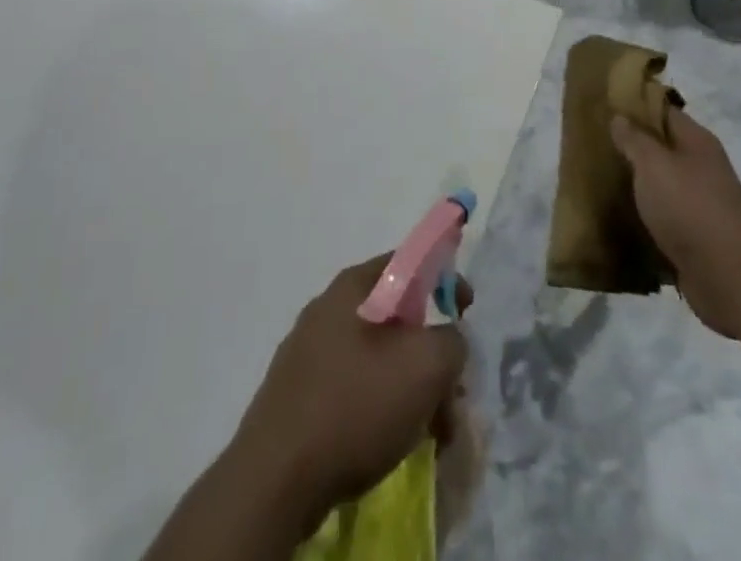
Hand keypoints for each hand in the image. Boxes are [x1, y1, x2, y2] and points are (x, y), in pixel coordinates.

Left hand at [229, 256, 471, 527]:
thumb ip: (451, 341)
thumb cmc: (354, 405)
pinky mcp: (298, 396)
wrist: (275, 479)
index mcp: (353, 286)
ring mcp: (308, 352)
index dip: (444, 281)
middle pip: (396, 318)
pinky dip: (382, 409)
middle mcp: (328, 308)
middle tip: (452, 394)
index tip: (466, 312)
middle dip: (431, 354)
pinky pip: (353, 388)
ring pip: (377, 359)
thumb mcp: (425, 365)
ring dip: (411, 389)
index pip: (409, 262)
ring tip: (432, 432)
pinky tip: (394, 443)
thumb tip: (449, 340)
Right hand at [612, 110, 740, 339]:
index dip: (634, 106)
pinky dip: (642, 217)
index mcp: (697, 142)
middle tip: (592, 146)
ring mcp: (701, 205)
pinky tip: (616, 219)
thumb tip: (620, 117)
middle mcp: (702, 168)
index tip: (602, 107)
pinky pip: (662, 218)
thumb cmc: (690, 208)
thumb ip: (634, 139)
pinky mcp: (695, 238)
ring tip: (597, 181)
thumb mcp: (654, 165)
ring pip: (660, 185)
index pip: (662, 111)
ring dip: (635, 185)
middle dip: (629, 148)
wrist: (731, 279)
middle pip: (661, 148)